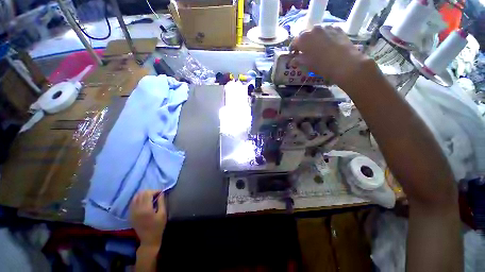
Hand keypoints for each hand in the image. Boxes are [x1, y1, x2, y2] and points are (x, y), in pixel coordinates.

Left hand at [130, 190, 166, 248]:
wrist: (148, 240)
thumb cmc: (158, 226)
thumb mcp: (163, 213)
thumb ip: (161, 202)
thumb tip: (161, 193)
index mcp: (145, 209)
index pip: (147, 193)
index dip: (155, 191)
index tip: (161, 193)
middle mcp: (136, 209)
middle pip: (141, 194)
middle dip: (149, 192)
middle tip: (156, 195)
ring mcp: (132, 212)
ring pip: (135, 197)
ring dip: (143, 195)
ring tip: (150, 198)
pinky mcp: (130, 215)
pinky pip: (132, 203)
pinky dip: (138, 199)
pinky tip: (144, 202)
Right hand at [290, 25, 370, 87]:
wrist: (344, 63)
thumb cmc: (321, 65)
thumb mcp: (306, 65)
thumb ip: (298, 61)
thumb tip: (292, 60)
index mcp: (303, 38)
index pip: (294, 42)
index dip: (293, 49)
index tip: (293, 54)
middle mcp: (314, 29)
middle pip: (305, 35)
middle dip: (304, 43)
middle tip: (305, 52)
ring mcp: (326, 27)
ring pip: (317, 32)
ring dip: (314, 39)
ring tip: (317, 48)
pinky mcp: (337, 28)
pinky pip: (327, 31)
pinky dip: (325, 37)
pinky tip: (327, 45)